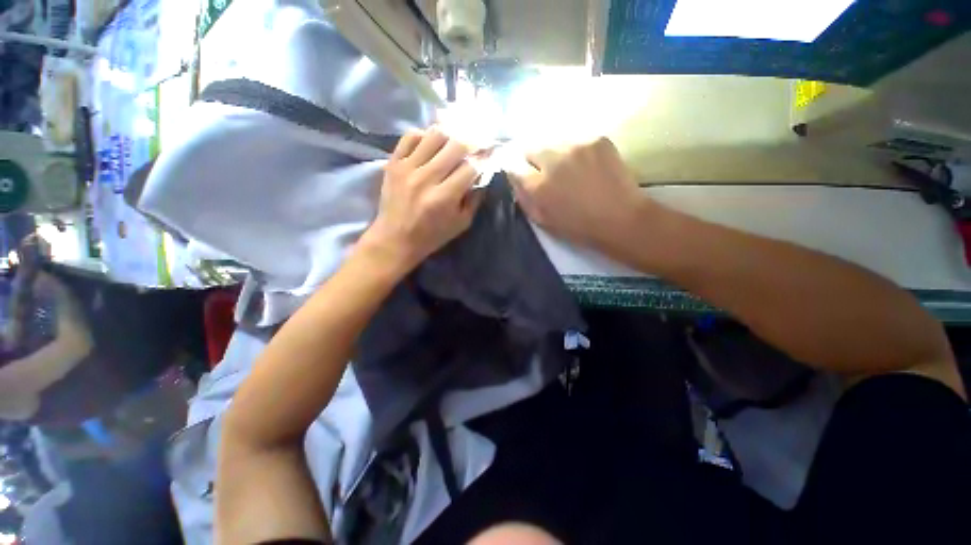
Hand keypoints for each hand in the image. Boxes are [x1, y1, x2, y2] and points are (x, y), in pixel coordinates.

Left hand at [360, 129, 481, 272]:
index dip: (483, 160)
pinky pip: (411, 136)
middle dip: (471, 144)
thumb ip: (474, 200)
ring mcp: (407, 168)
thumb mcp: (461, 224)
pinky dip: (425, 136)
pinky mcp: (393, 163)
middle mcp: (426, 178)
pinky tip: (431, 145)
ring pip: (435, 135)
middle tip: (475, 147)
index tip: (488, 158)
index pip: (470, 167)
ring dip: (450, 137)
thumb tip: (482, 175)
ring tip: (453, 145)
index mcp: (444, 197)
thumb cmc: (431, 236)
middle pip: (456, 145)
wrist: (395, 239)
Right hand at [508, 137, 647, 249]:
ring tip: (567, 168)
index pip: (513, 166)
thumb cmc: (579, 227)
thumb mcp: (544, 221)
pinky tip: (585, 164)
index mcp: (539, 186)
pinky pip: (574, 139)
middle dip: (533, 160)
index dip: (516, 171)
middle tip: (545, 172)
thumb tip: (516, 181)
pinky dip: (574, 150)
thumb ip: (525, 199)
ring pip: (552, 141)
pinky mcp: (596, 138)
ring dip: (553, 153)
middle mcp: (553, 160)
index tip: (522, 175)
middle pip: (530, 148)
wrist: (622, 218)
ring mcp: (576, 146)